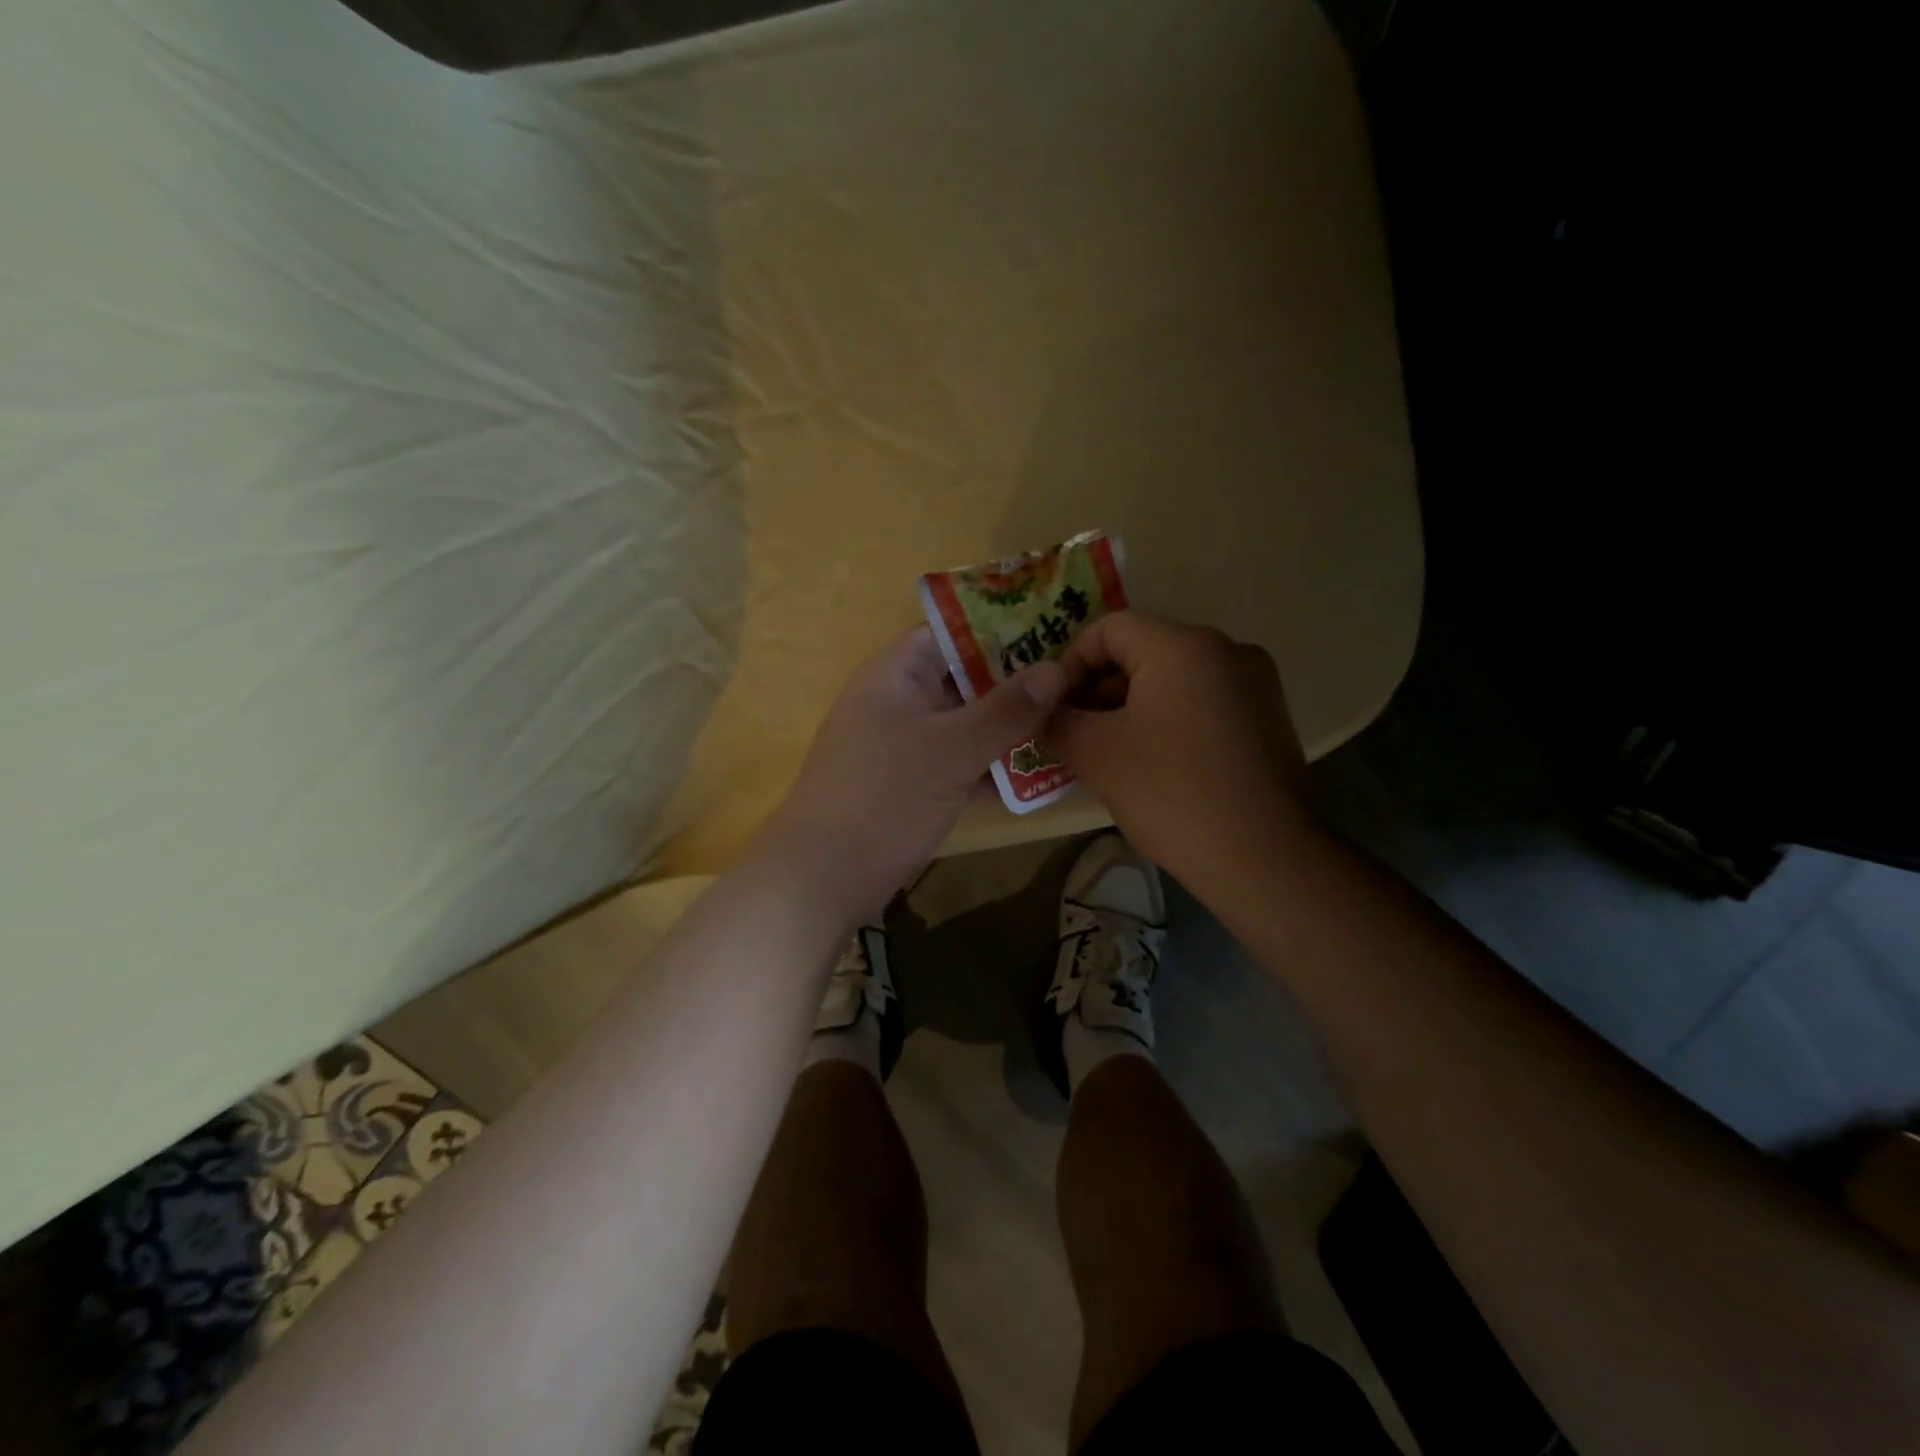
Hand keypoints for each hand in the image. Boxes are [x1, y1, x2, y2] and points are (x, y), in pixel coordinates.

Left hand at [758, 627, 1067, 926]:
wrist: (823, 878)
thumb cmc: (886, 797)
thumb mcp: (953, 749)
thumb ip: (1006, 709)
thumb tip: (1057, 669)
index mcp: (895, 673)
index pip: (952, 632)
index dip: (1002, 628)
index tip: (1054, 633)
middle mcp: (898, 700)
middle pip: (963, 677)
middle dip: (1015, 682)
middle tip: (1074, 681)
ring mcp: (902, 744)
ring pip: (964, 723)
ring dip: (1008, 726)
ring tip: (1068, 721)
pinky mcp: (909, 784)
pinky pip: (958, 761)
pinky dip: (990, 765)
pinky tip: (1038, 773)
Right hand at [1050, 611, 1323, 893]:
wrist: (1264, 858)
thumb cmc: (1171, 794)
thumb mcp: (1097, 754)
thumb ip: (1058, 721)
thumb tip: (1040, 712)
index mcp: (1183, 646)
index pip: (1110, 628)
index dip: (1070, 662)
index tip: (1051, 705)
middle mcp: (1226, 650)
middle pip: (1144, 650)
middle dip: (1098, 687)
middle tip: (1070, 729)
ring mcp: (1254, 684)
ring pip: (1173, 678)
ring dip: (1130, 706)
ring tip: (1102, 749)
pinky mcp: (1267, 717)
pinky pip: (1202, 702)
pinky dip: (1166, 719)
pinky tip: (1148, 761)